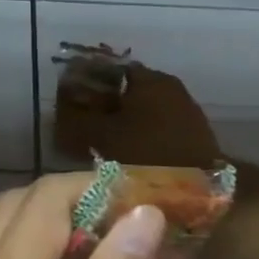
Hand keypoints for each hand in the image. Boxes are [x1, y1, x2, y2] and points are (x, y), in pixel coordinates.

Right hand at [55, 63, 222, 169]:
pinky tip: (126, 153)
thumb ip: (78, 119)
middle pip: (127, 89)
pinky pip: (157, 126)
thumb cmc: (146, 155)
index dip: (87, 83)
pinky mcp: (192, 133)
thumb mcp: (102, 136)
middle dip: (104, 104)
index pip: (110, 69)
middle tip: (82, 124)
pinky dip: (140, 135)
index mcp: (148, 78)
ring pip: (142, 109)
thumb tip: (59, 109)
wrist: (200, 189)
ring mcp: (184, 109)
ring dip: (123, 121)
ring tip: (100, 142)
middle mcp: (169, 86)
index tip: (70, 101)